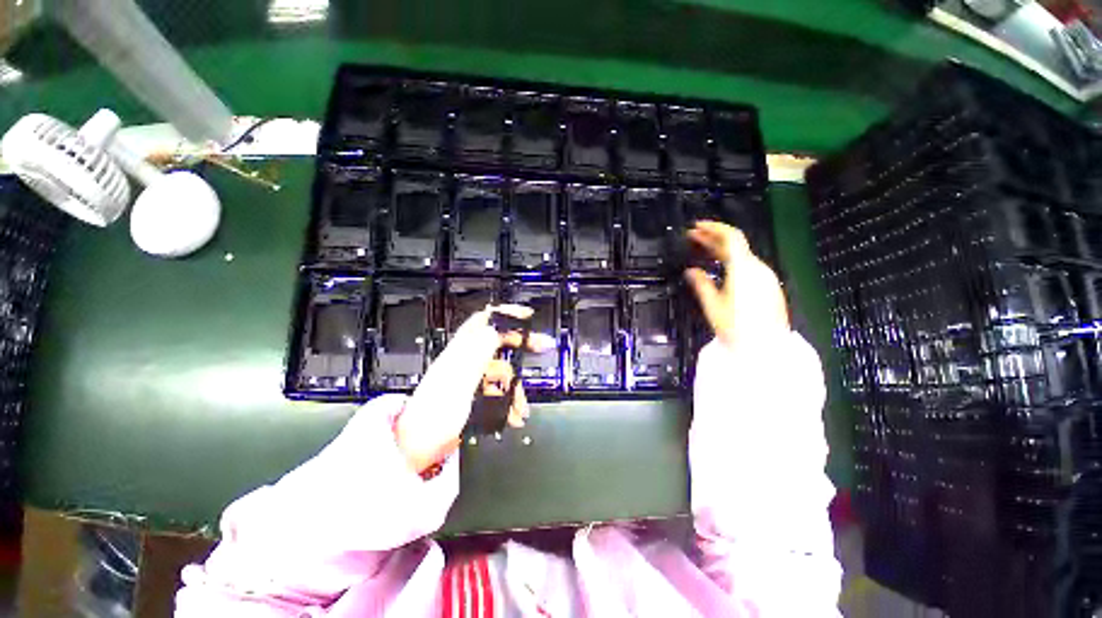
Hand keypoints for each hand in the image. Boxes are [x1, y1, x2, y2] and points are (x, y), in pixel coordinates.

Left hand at [395, 304, 553, 473]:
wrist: (418, 449)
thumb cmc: (435, 414)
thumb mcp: (459, 379)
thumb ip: (478, 352)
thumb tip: (495, 328)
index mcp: (461, 351)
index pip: (485, 321)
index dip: (506, 315)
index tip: (527, 316)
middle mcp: (467, 360)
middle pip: (499, 342)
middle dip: (523, 344)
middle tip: (543, 345)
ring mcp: (472, 378)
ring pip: (503, 371)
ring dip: (517, 387)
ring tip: (521, 407)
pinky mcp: (475, 396)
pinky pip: (499, 390)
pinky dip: (509, 401)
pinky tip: (514, 415)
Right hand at [684, 220, 788, 347]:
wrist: (766, 347)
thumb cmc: (736, 326)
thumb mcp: (713, 305)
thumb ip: (701, 284)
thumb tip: (691, 271)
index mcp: (743, 268)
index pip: (730, 237)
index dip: (713, 227)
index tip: (696, 227)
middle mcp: (757, 267)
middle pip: (736, 244)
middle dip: (713, 238)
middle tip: (693, 237)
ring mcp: (766, 277)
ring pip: (742, 255)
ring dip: (722, 249)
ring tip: (703, 250)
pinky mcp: (768, 286)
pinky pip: (748, 265)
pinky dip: (732, 260)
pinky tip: (721, 267)